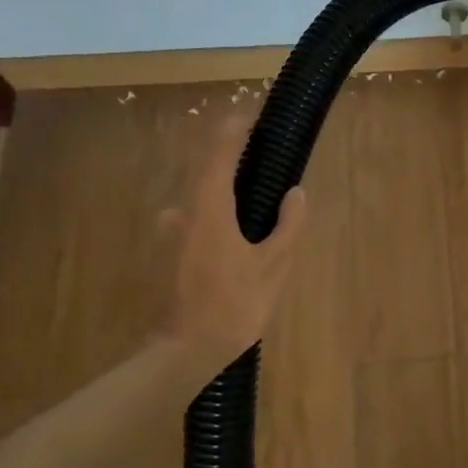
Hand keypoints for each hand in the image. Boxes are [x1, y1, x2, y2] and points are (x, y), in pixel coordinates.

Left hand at [158, 116, 306, 372]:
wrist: (187, 351)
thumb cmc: (234, 305)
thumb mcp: (273, 265)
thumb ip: (287, 225)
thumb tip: (296, 193)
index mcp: (210, 212)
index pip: (218, 157)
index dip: (232, 132)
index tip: (250, 116)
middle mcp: (185, 215)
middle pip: (206, 175)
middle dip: (229, 160)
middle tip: (259, 156)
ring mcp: (173, 236)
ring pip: (199, 201)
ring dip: (221, 190)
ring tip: (252, 197)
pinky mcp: (172, 255)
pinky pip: (196, 220)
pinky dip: (215, 214)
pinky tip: (236, 234)